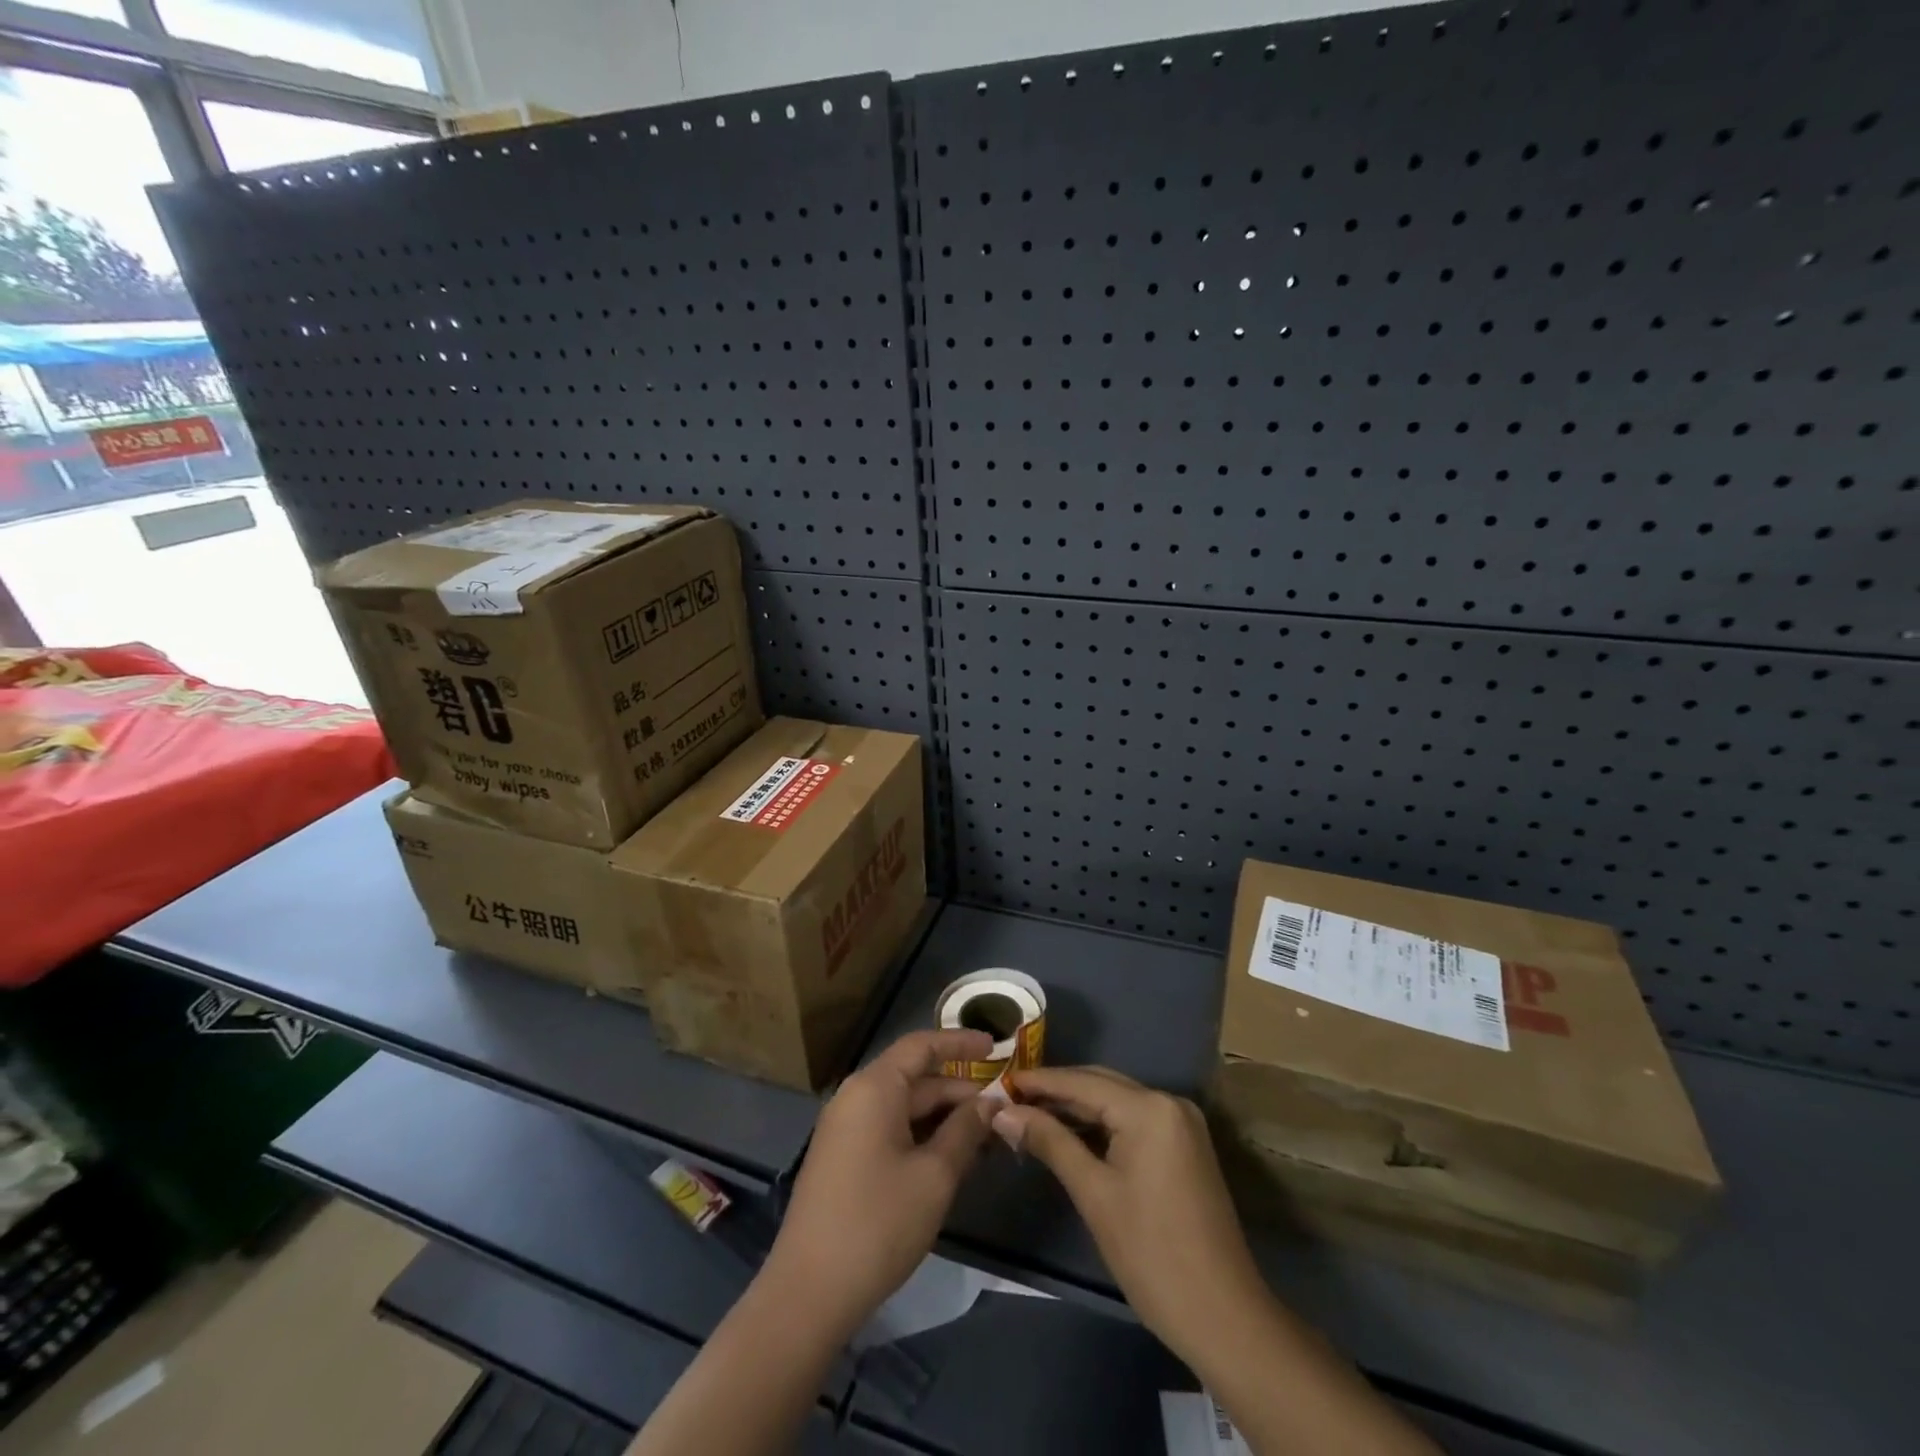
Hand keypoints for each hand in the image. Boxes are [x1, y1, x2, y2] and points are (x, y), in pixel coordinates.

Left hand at [765, 1029, 994, 1338]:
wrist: (808, 1293)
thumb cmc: (878, 1223)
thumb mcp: (935, 1176)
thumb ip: (966, 1131)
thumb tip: (990, 1103)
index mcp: (874, 1087)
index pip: (922, 1045)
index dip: (960, 1042)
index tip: (996, 1047)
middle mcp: (856, 1097)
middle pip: (915, 1078)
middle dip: (960, 1091)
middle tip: (1005, 1107)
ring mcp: (846, 1129)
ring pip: (905, 1108)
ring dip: (944, 1118)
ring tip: (988, 1136)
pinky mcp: (844, 1158)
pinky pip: (890, 1130)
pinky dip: (923, 1136)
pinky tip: (953, 1158)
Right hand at [993, 1066, 1269, 1364]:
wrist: (1223, 1317)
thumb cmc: (1151, 1254)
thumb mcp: (1094, 1194)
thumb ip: (1050, 1142)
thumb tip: (1003, 1112)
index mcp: (1149, 1108)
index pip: (1082, 1082)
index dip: (1039, 1082)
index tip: (999, 1081)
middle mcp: (1168, 1102)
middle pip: (1101, 1084)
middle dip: (1056, 1091)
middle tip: (1009, 1099)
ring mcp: (1181, 1123)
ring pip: (1116, 1101)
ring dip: (1076, 1108)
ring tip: (1030, 1115)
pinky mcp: (1184, 1146)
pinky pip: (1133, 1120)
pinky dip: (1101, 1124)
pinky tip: (1069, 1134)